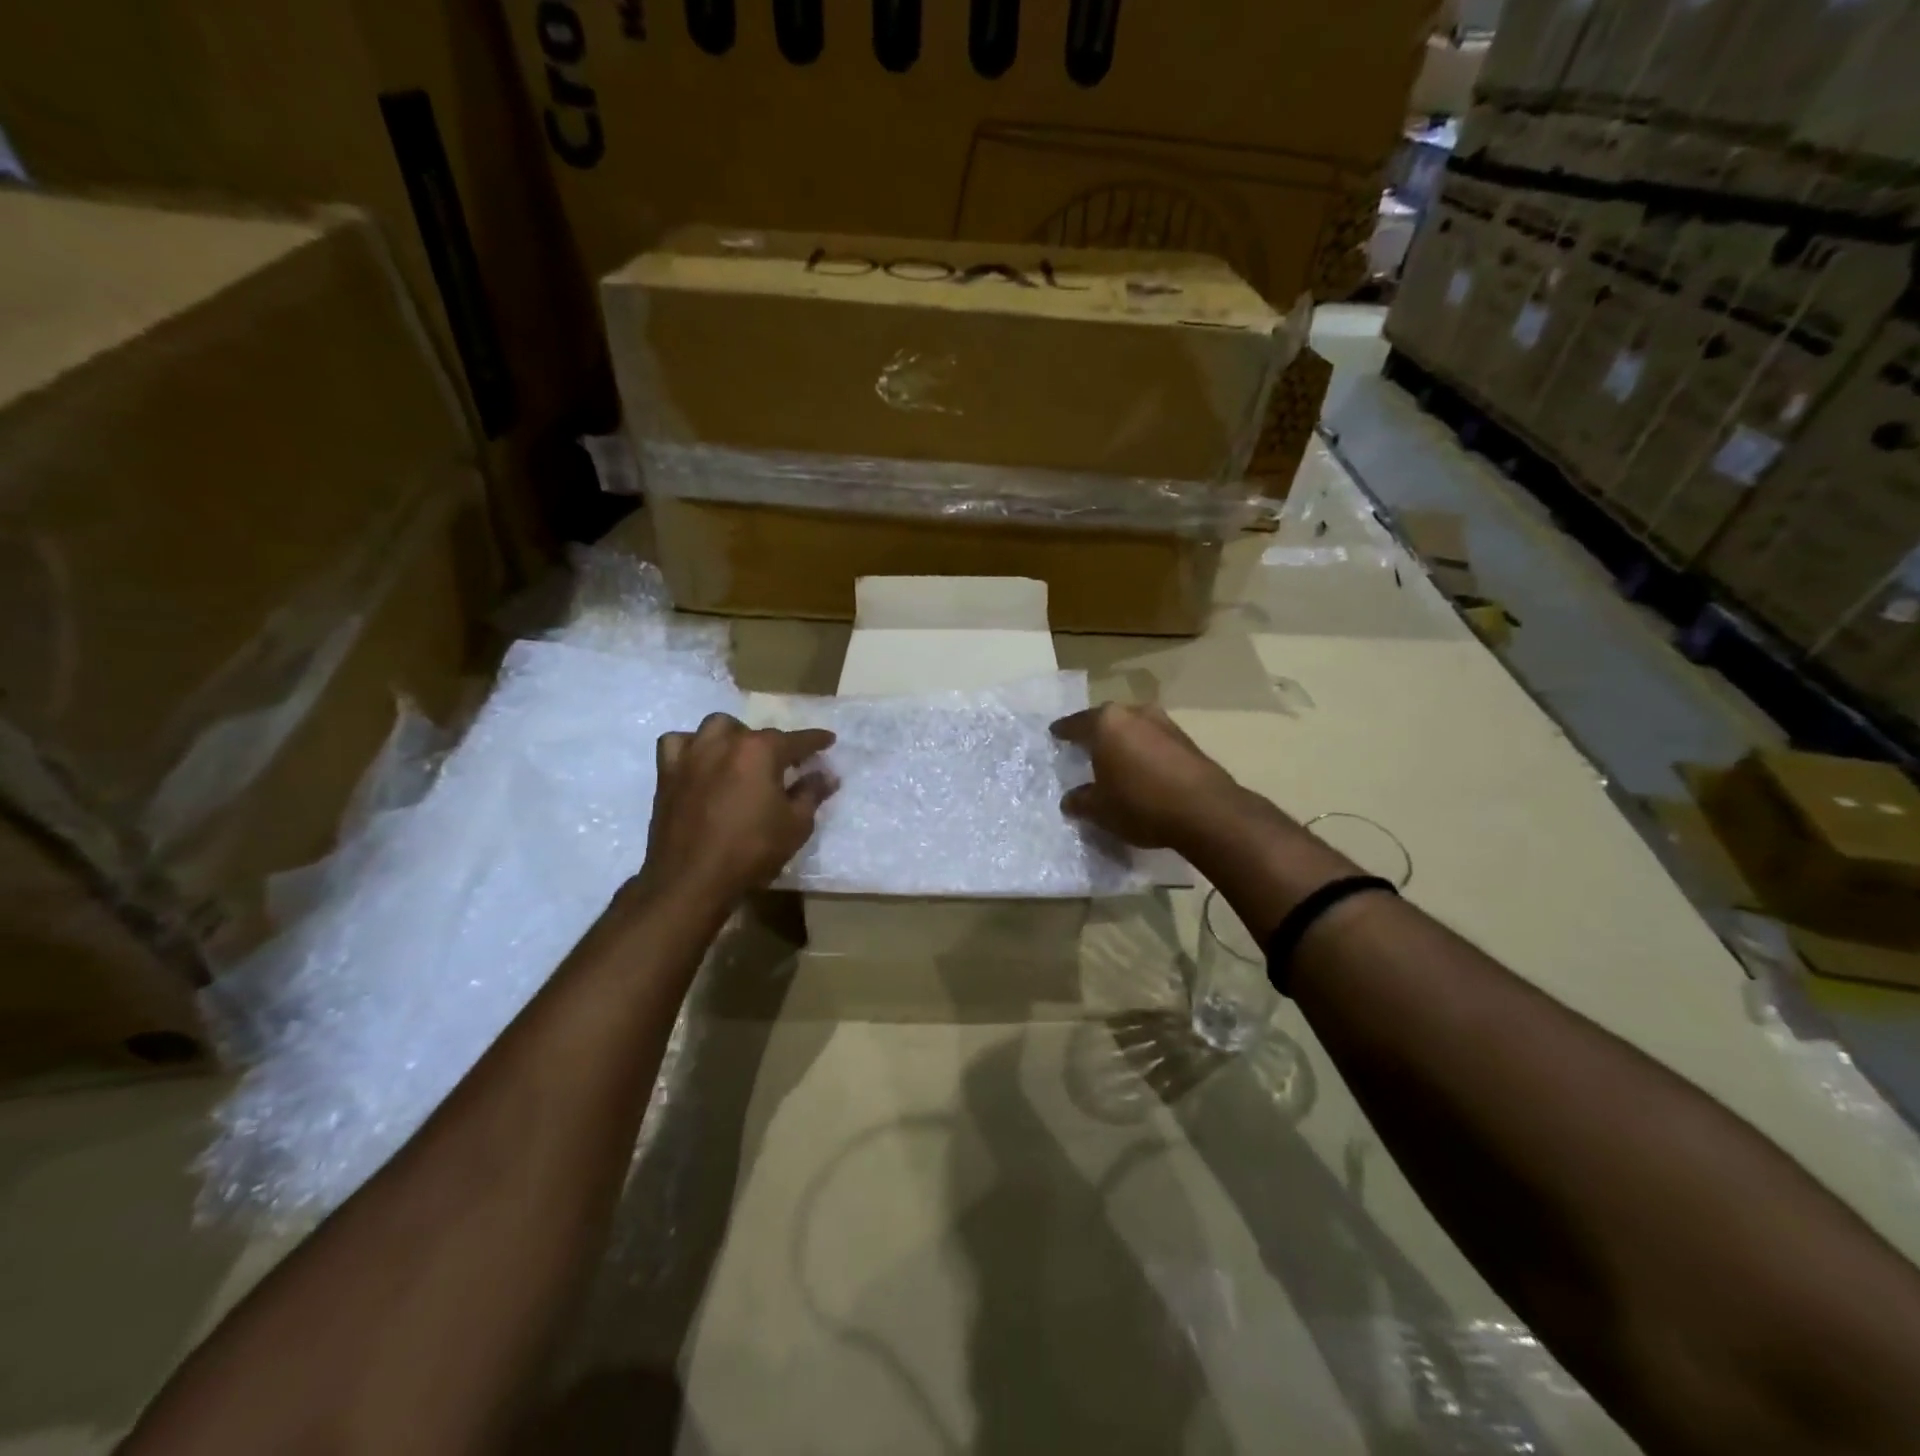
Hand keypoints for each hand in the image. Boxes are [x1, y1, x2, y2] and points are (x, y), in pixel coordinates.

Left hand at [636, 714, 837, 907]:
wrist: (692, 879)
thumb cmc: (752, 850)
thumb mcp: (796, 825)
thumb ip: (812, 793)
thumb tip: (827, 775)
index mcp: (761, 751)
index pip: (797, 740)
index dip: (816, 740)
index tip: (828, 740)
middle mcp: (725, 742)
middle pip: (756, 733)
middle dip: (774, 745)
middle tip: (784, 766)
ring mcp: (692, 755)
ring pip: (716, 727)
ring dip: (733, 736)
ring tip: (741, 756)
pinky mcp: (667, 772)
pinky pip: (678, 743)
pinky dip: (691, 746)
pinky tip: (699, 762)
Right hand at [1050, 703, 1246, 851]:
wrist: (1206, 811)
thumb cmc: (1141, 803)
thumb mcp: (1100, 810)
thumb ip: (1081, 801)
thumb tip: (1070, 800)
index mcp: (1107, 723)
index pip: (1076, 723)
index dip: (1063, 731)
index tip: (1055, 734)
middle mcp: (1135, 714)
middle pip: (1107, 720)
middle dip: (1095, 733)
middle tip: (1083, 747)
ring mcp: (1165, 724)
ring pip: (1134, 729)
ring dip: (1123, 742)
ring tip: (1113, 760)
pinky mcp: (1187, 741)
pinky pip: (1154, 742)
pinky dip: (1144, 752)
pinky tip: (1141, 770)